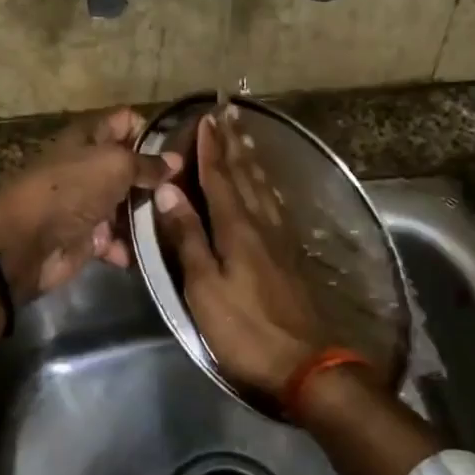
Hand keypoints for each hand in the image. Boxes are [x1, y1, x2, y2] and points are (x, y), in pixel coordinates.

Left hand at [0, 109, 178, 300]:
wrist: (25, 244)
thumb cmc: (70, 190)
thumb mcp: (114, 165)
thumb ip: (147, 163)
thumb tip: (176, 160)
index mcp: (89, 138)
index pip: (126, 121)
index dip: (151, 132)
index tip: (177, 152)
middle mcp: (89, 167)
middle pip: (131, 166)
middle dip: (157, 180)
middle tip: (184, 192)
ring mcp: (88, 203)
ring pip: (128, 205)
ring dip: (148, 216)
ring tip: (173, 223)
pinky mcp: (87, 237)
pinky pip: (117, 239)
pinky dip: (129, 246)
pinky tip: (147, 250)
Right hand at [150, 109, 331, 399]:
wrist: (306, 363)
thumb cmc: (245, 329)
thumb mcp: (205, 287)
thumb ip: (187, 237)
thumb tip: (168, 190)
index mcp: (237, 228)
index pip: (220, 177)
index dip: (212, 147)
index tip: (207, 118)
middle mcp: (262, 223)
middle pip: (246, 174)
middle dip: (235, 142)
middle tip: (231, 111)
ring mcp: (280, 238)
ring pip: (264, 186)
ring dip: (252, 157)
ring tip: (246, 135)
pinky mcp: (291, 254)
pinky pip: (276, 204)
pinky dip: (267, 184)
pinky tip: (268, 185)